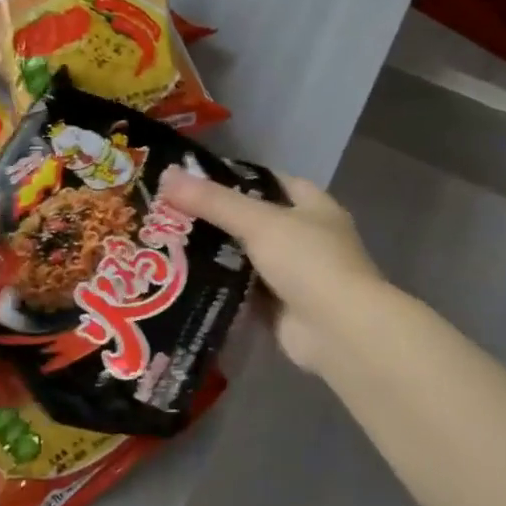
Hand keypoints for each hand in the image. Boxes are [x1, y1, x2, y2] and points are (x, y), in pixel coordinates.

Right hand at [160, 166, 383, 373]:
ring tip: (166, 245)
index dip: (232, 177)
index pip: (267, 181)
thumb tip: (167, 174)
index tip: (192, 179)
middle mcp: (305, 237)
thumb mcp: (258, 222)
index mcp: (312, 206)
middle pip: (252, 220)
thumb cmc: (308, 261)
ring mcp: (294, 275)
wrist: (340, 331)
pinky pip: (242, 292)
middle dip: (215, 219)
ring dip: (215, 255)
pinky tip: (183, 281)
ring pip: (245, 257)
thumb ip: (213, 201)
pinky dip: (220, 288)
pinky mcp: (279, 308)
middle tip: (168, 213)